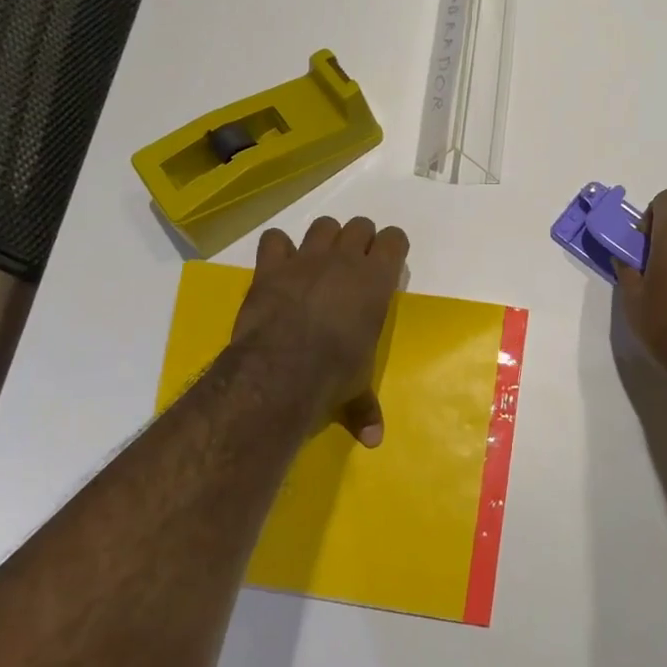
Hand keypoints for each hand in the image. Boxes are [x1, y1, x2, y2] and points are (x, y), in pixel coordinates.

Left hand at [233, 215, 408, 447]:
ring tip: (319, 260)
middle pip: (360, 226)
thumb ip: (365, 406)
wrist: (282, 368)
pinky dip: (277, 248)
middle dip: (359, 240)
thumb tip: (374, 440)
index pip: (395, 240)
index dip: (392, 246)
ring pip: (323, 225)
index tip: (388, 260)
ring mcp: (306, 258)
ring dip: (324, 238)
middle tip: (353, 264)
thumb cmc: (333, 374)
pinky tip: (278, 263)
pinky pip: (274, 239)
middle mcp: (345, 259)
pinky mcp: (271, 265)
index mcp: (377, 280)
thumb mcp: (356, 389)